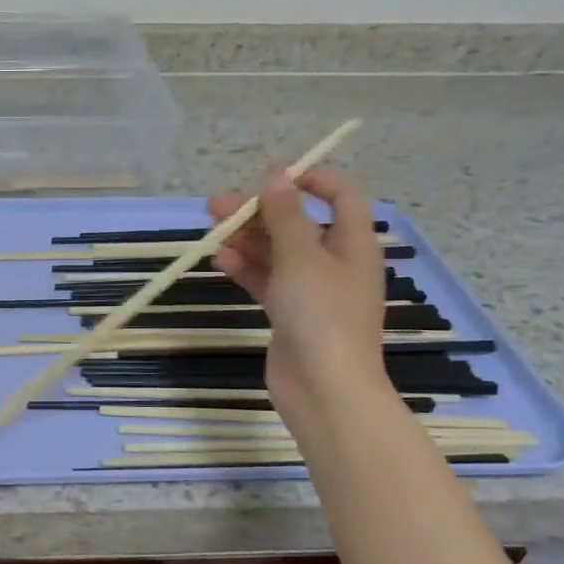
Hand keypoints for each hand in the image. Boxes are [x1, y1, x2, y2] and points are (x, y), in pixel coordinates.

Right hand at [207, 168, 390, 409]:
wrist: (325, 389)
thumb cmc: (322, 315)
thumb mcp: (302, 257)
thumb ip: (285, 215)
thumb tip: (276, 174)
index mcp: (353, 244)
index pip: (341, 197)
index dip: (310, 180)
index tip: (272, 176)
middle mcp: (335, 263)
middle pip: (298, 224)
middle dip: (260, 211)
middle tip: (218, 205)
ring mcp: (311, 291)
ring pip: (277, 253)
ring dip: (247, 239)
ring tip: (211, 229)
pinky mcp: (289, 314)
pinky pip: (267, 280)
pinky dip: (246, 268)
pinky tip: (220, 259)